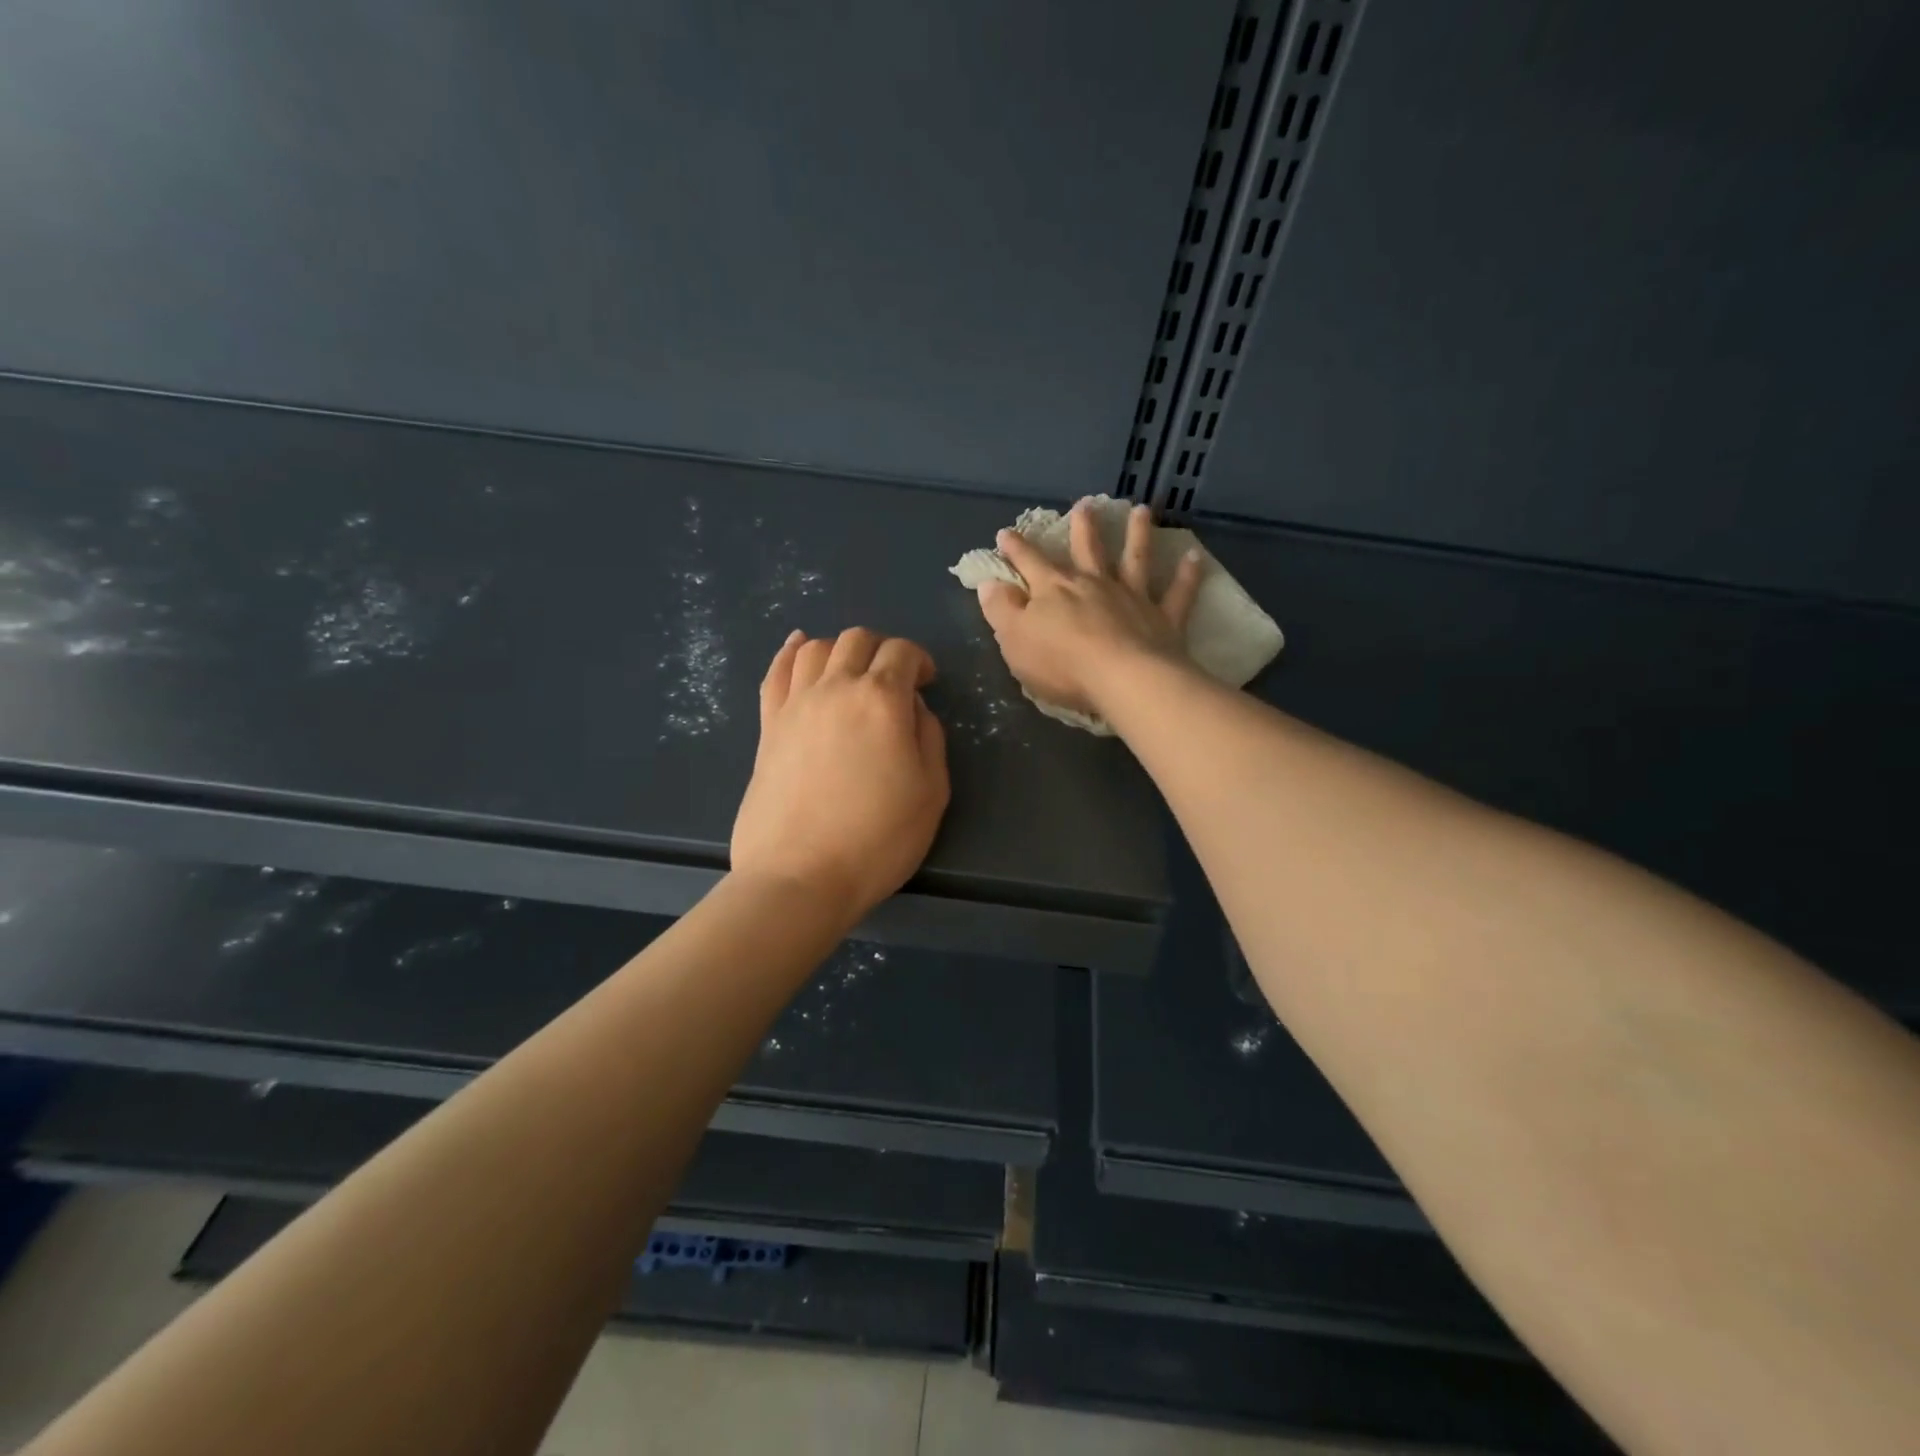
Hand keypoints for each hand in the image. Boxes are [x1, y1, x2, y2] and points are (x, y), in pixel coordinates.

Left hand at [731, 627, 949, 926]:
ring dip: (840, 650)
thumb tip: (912, 707)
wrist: (800, 876)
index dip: (919, 659)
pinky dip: (790, 652)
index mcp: (881, 700)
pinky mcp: (767, 726)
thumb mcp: (931, 791)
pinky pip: (776, 673)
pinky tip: (799, 646)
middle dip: (882, 650)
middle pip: (857, 640)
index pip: (901, 652)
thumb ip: (928, 736)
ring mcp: (795, 705)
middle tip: (893, 679)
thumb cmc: (877, 839)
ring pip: (815, 648)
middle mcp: (835, 688)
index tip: (927, 682)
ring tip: (851, 672)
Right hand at [975, 500, 1204, 719]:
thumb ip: (1001, 610)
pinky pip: (1177, 593)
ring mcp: (1132, 598)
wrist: (1122, 679)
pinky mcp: (1162, 618)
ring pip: (1135, 559)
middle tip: (1085, 505)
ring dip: (1137, 534)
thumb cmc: (1060, 663)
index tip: (1006, 533)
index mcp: (1054, 590)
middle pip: (1087, 550)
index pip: (1029, 563)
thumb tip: (989, 583)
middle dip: (1083, 527)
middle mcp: (1094, 584)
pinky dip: (1187, 576)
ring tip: (1141, 511)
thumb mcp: (1015, 640)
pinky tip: (1194, 558)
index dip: (1016, 548)